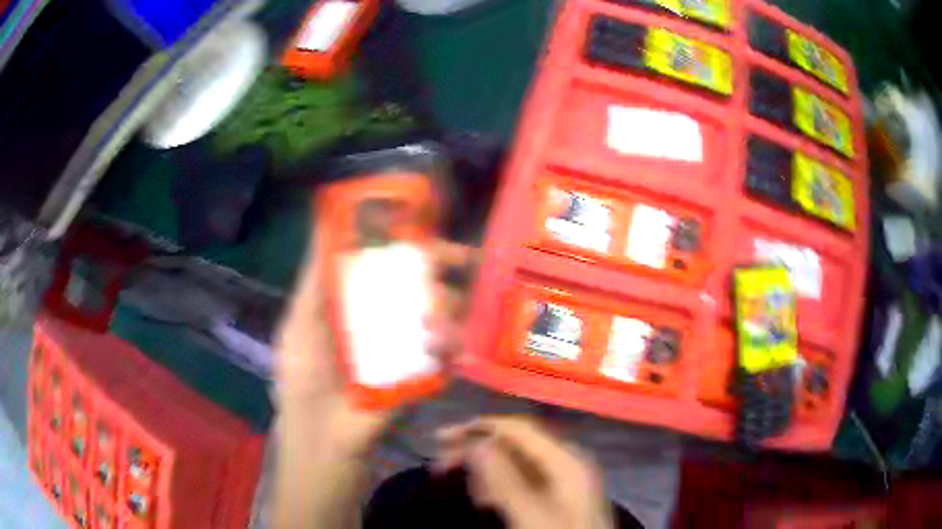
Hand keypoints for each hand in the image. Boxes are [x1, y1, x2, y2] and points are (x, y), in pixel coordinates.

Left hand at [275, 231, 474, 452]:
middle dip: (443, 267)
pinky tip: (440, 345)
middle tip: (461, 259)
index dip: (408, 242)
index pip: (387, 261)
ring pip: (442, 314)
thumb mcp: (301, 319)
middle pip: (421, 282)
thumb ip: (314, 275)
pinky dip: (451, 344)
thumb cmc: (302, 375)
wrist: (322, 436)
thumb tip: (324, 220)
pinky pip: (448, 353)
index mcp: (356, 301)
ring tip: (434, 318)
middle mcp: (385, 318)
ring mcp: (407, 347)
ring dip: (448, 306)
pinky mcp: (424, 375)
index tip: (425, 226)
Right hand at [437, 416, 613, 528]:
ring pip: (517, 464)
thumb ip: (504, 480)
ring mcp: (564, 481)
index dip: (479, 427)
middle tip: (441, 463)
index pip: (518, 429)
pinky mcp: (557, 498)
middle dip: (478, 450)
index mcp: (566, 459)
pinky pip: (523, 481)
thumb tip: (475, 443)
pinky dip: (500, 485)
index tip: (441, 439)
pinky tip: (486, 498)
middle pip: (516, 444)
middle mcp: (567, 462)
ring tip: (462, 484)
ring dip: (486, 470)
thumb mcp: (531, 514)